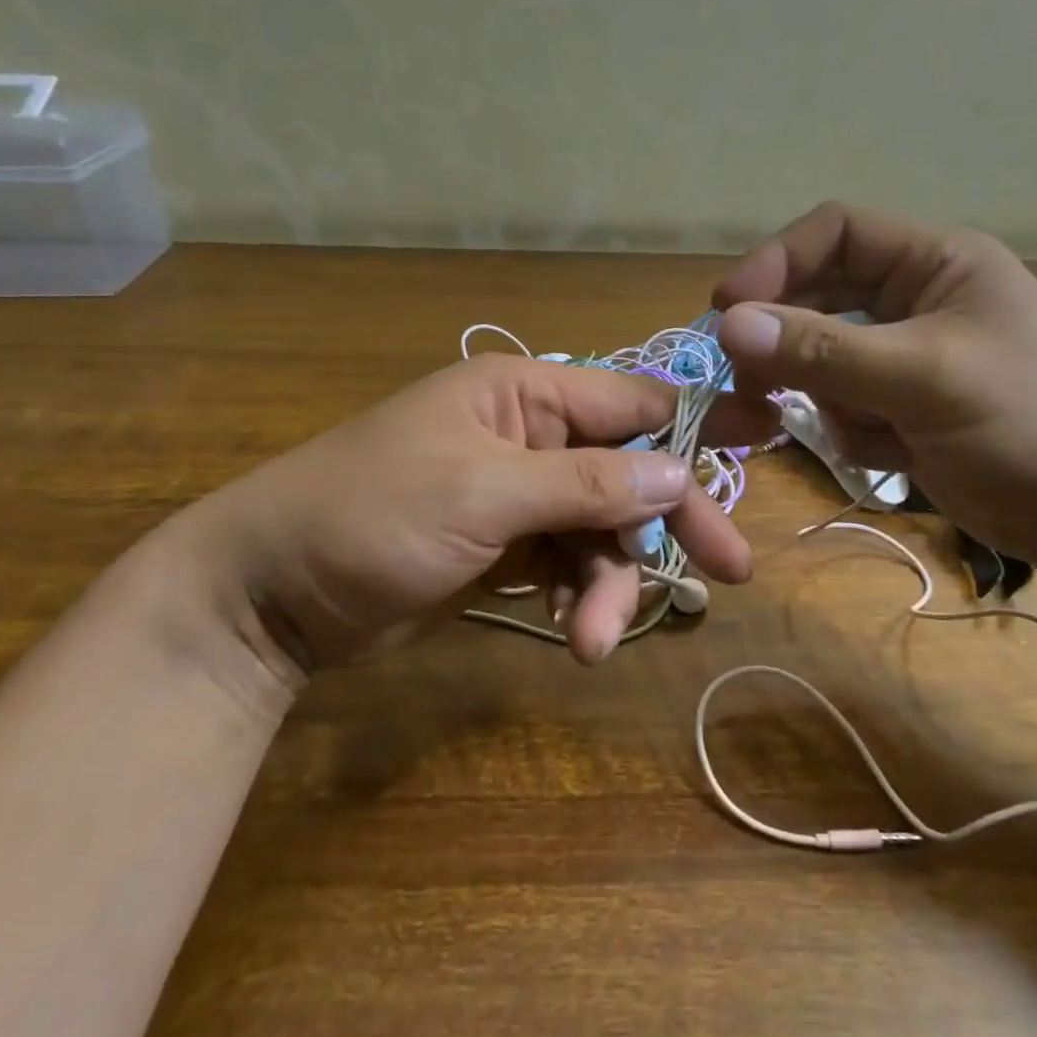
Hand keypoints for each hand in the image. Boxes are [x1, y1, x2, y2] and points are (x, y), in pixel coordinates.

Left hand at [155, 354, 752, 670]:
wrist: (269, 596)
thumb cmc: (369, 517)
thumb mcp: (482, 494)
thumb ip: (584, 483)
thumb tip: (676, 474)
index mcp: (525, 395)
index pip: (634, 400)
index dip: (700, 421)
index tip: (767, 439)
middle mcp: (531, 435)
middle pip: (628, 473)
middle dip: (670, 523)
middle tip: (729, 572)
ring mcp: (520, 495)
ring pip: (601, 531)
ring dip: (609, 585)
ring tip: (594, 642)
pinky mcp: (506, 547)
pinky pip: (569, 565)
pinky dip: (579, 599)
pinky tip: (574, 635)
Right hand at [711, 202, 1036, 573]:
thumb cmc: (1033, 424)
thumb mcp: (924, 378)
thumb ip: (824, 351)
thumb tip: (727, 325)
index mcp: (936, 263)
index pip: (835, 233)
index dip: (776, 263)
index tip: (726, 311)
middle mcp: (917, 301)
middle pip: (821, 300)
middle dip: (785, 342)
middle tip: (748, 383)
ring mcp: (909, 360)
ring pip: (824, 361)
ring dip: (820, 395)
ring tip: (852, 432)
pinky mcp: (906, 411)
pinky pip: (845, 407)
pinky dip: (849, 430)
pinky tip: (888, 455)